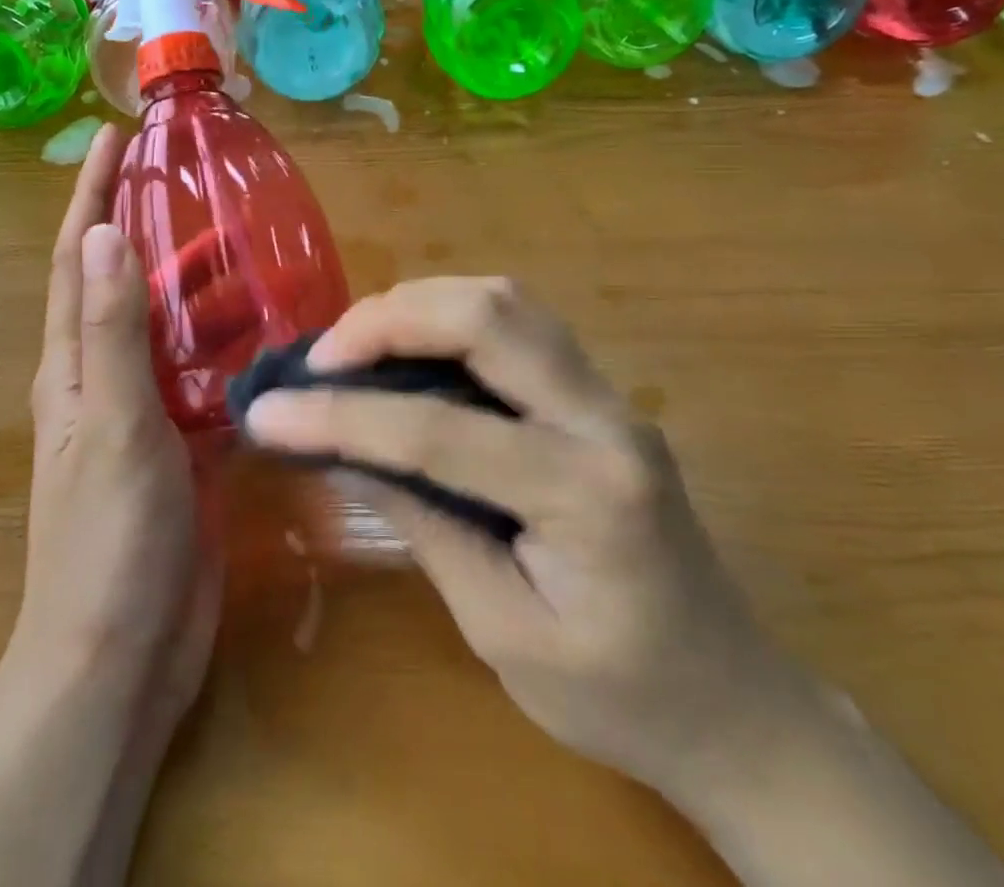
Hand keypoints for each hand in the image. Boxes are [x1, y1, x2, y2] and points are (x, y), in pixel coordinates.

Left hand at [12, 122, 220, 727]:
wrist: (120, 656)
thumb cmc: (107, 539)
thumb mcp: (113, 423)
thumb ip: (112, 331)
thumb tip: (99, 235)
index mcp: (74, 365)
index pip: (75, 259)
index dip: (90, 196)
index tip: (113, 140)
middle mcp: (105, 378)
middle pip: (127, 285)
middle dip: (151, 229)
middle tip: (200, 185)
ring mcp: (146, 413)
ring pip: (173, 329)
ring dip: (201, 287)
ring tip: (249, 245)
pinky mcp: (184, 446)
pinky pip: (206, 377)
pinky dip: (230, 346)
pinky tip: (270, 330)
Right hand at [241, 277, 808, 808]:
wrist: (736, 703)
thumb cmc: (619, 696)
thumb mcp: (501, 631)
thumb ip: (423, 524)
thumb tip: (341, 449)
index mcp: (586, 494)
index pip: (438, 431)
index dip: (341, 416)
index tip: (266, 411)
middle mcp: (605, 419)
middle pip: (488, 316)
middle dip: (387, 320)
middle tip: (321, 356)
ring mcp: (608, 396)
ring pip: (505, 300)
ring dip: (419, 304)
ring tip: (355, 344)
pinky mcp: (598, 393)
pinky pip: (517, 321)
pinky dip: (449, 315)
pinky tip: (410, 345)